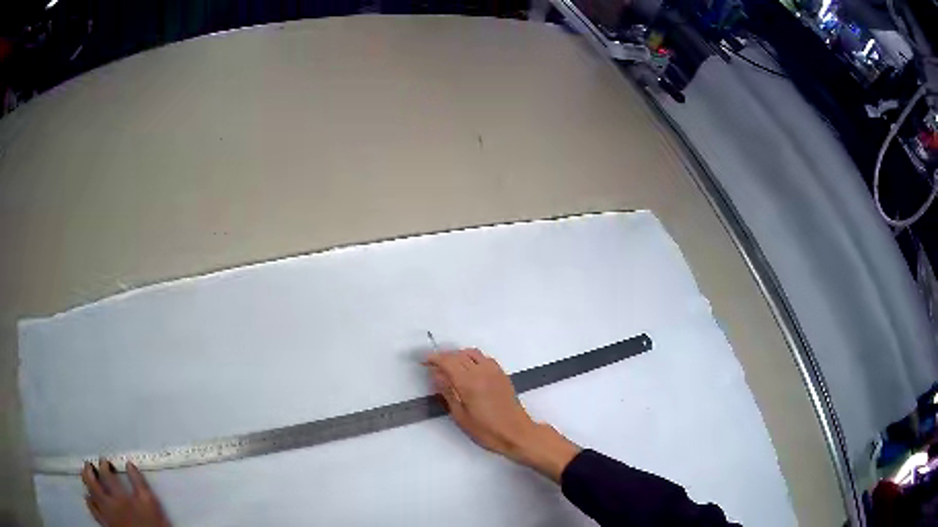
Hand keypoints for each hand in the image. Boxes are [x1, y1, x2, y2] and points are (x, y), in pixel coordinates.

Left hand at [82, 459, 170, 526]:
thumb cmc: (151, 524)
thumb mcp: (150, 504)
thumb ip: (140, 483)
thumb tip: (130, 465)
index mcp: (118, 497)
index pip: (106, 474)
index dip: (104, 465)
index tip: (105, 462)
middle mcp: (108, 504)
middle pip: (92, 483)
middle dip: (89, 471)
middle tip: (88, 465)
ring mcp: (105, 516)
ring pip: (90, 497)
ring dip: (87, 486)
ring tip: (87, 481)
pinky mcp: (106, 525)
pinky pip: (93, 512)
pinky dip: (90, 503)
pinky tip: (89, 501)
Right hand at [424, 349, 580, 480]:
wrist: (517, 433)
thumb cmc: (486, 430)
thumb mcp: (461, 416)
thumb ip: (448, 392)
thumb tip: (436, 375)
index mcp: (469, 382)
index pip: (448, 361)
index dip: (434, 359)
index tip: (425, 361)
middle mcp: (482, 371)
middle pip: (459, 354)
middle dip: (444, 357)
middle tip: (434, 365)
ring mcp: (494, 371)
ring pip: (472, 353)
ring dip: (459, 355)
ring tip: (450, 366)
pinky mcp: (502, 374)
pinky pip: (484, 358)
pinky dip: (472, 358)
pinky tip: (469, 369)